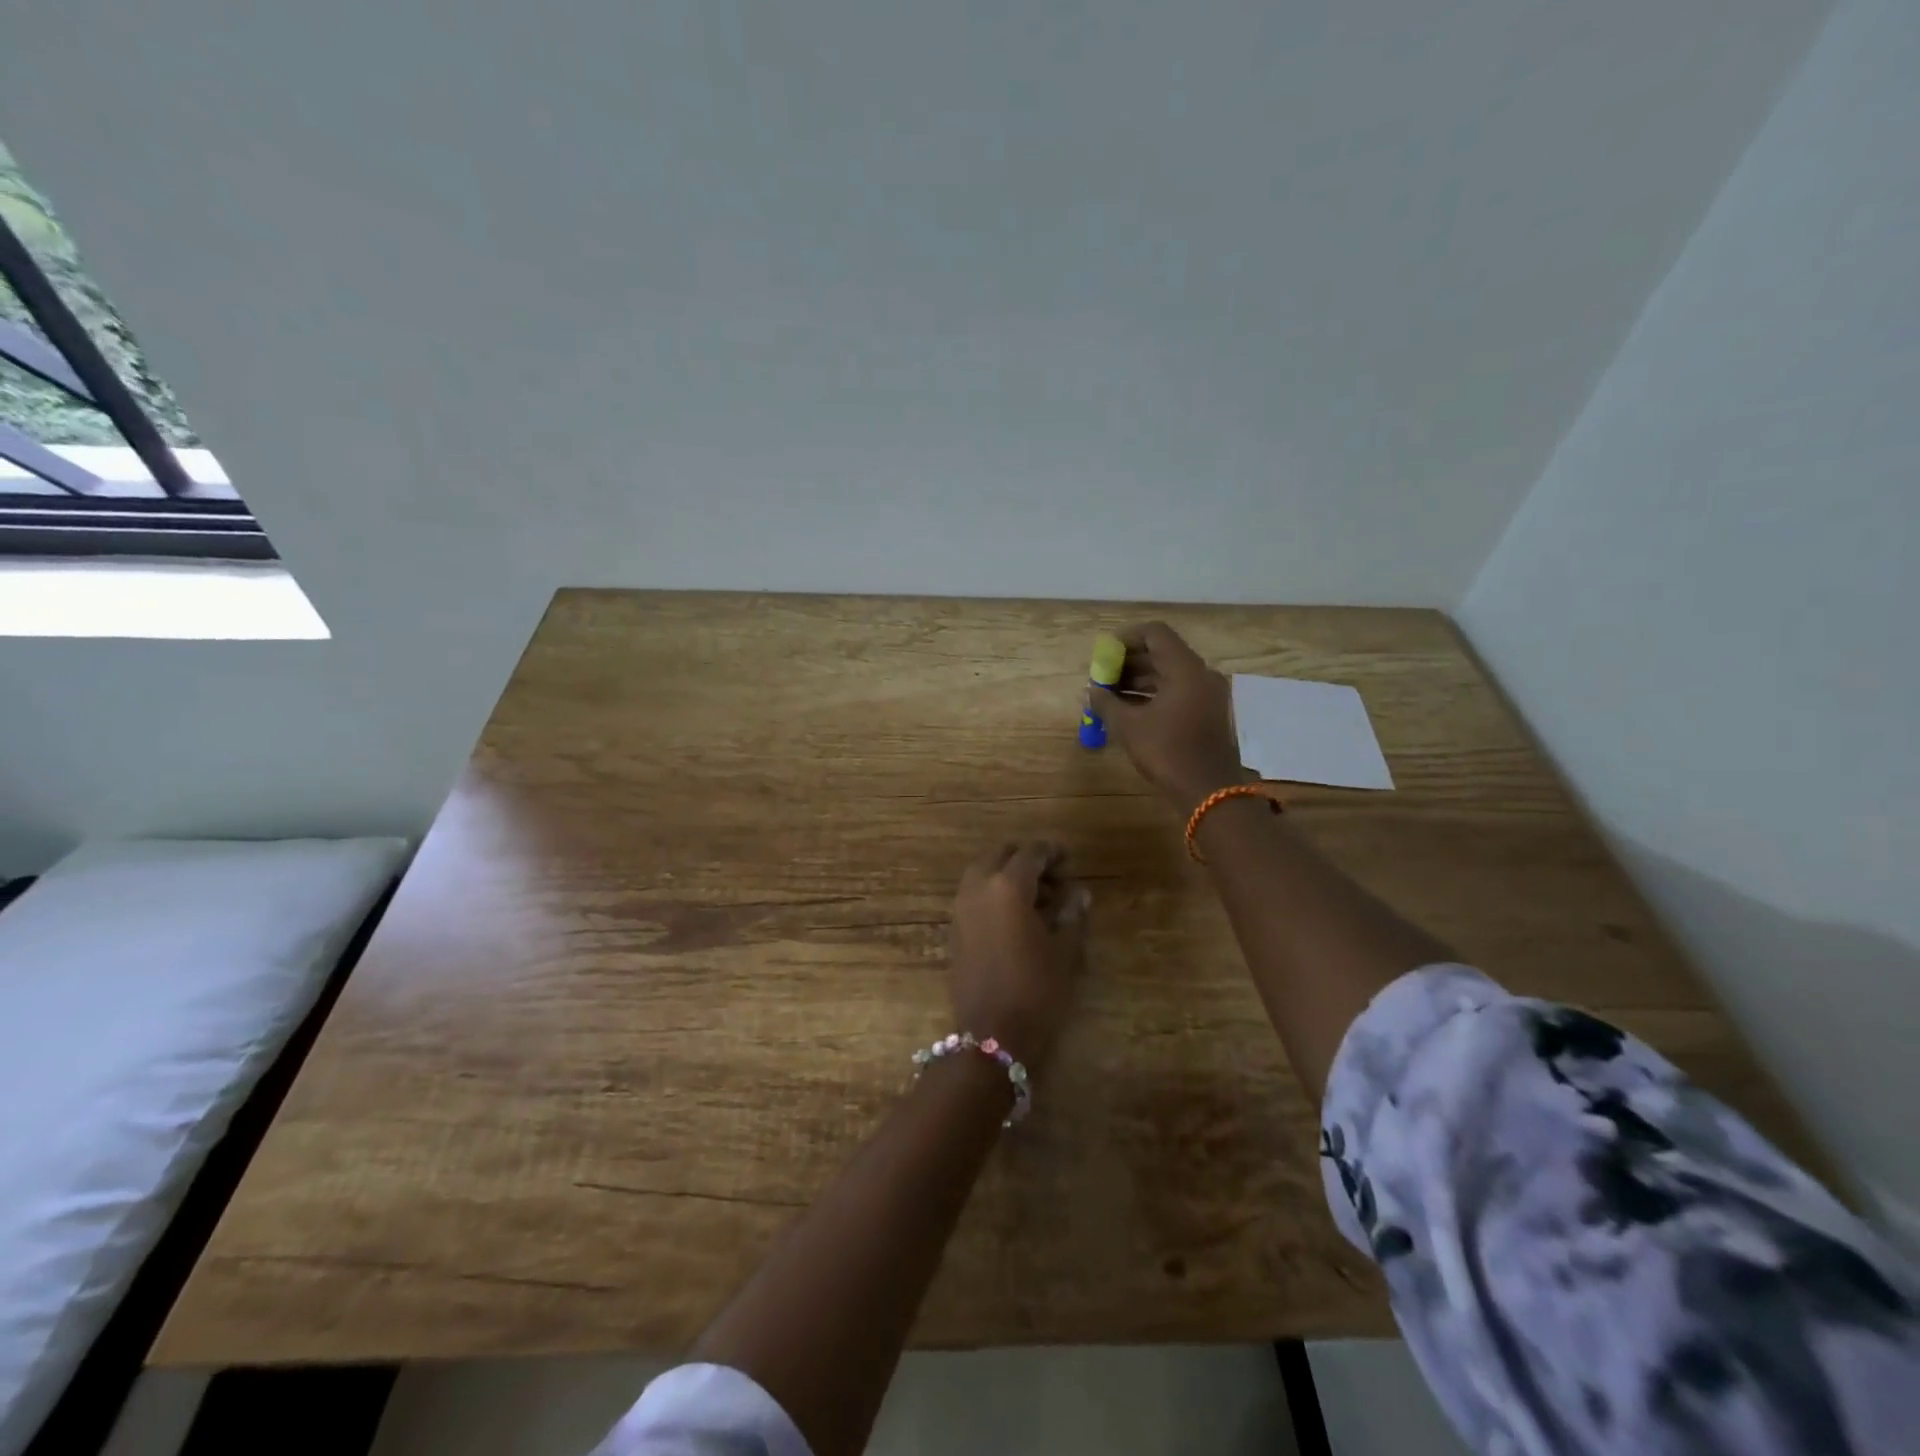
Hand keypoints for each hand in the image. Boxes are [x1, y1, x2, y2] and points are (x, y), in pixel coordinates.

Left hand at [947, 841, 1090, 1073]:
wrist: (990, 1036)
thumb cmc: (1035, 991)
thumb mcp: (1063, 952)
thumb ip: (1071, 914)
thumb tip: (1079, 893)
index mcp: (1007, 886)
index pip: (1031, 853)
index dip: (1053, 852)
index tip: (1070, 859)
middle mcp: (978, 887)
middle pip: (1002, 854)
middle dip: (1027, 859)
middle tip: (1055, 877)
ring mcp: (961, 907)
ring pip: (984, 872)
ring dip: (1009, 875)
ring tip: (1040, 899)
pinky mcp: (954, 927)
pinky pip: (974, 893)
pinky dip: (994, 892)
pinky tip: (1017, 916)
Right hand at [1091, 621, 1244, 812]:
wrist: (1209, 792)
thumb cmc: (1168, 752)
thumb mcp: (1129, 726)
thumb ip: (1106, 703)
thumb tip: (1090, 691)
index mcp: (1186, 669)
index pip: (1155, 633)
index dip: (1126, 638)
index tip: (1104, 654)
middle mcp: (1202, 675)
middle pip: (1162, 654)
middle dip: (1128, 662)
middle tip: (1102, 677)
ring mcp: (1209, 695)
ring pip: (1169, 674)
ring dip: (1139, 680)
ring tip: (1109, 695)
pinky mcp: (1209, 714)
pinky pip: (1178, 692)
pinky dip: (1153, 695)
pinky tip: (1129, 710)